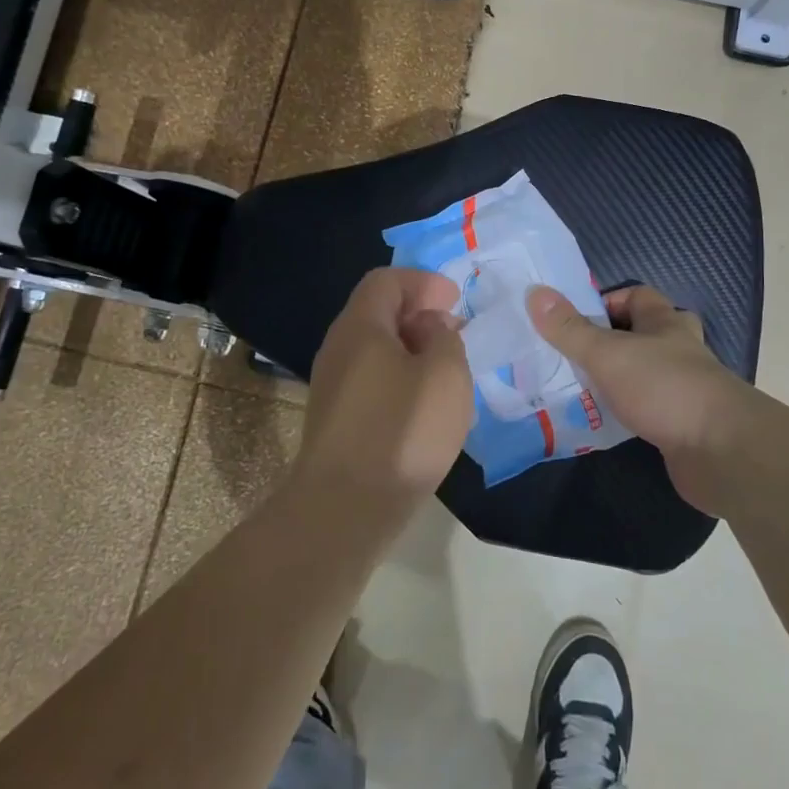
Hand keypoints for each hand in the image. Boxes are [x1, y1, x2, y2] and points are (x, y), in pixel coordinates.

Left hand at [298, 268, 473, 506]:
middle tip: (455, 332)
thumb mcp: (445, 375)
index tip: (455, 300)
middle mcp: (339, 348)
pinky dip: (400, 376)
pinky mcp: (337, 418)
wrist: (345, 508)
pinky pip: (371, 378)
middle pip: (377, 311)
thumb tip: (430, 327)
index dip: (423, 281)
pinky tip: (424, 404)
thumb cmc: (402, 431)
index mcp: (361, 326)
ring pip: (375, 348)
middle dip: (419, 313)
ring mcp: (333, 385)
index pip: (386, 280)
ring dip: (412, 348)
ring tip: (446, 369)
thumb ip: (445, 338)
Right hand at [526, 283, 750, 515]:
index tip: (573, 321)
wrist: (721, 451)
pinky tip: (602, 423)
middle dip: (611, 341)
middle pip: (643, 333)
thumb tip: (535, 292)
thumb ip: (570, 328)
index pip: (636, 296)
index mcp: (665, 322)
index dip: (606, 302)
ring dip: (617, 378)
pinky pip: (648, 408)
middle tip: (576, 355)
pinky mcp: (683, 423)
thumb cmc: (664, 388)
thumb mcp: (607, 354)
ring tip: (578, 388)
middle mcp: (678, 349)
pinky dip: (627, 411)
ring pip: (645, 372)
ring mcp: (684, 387)